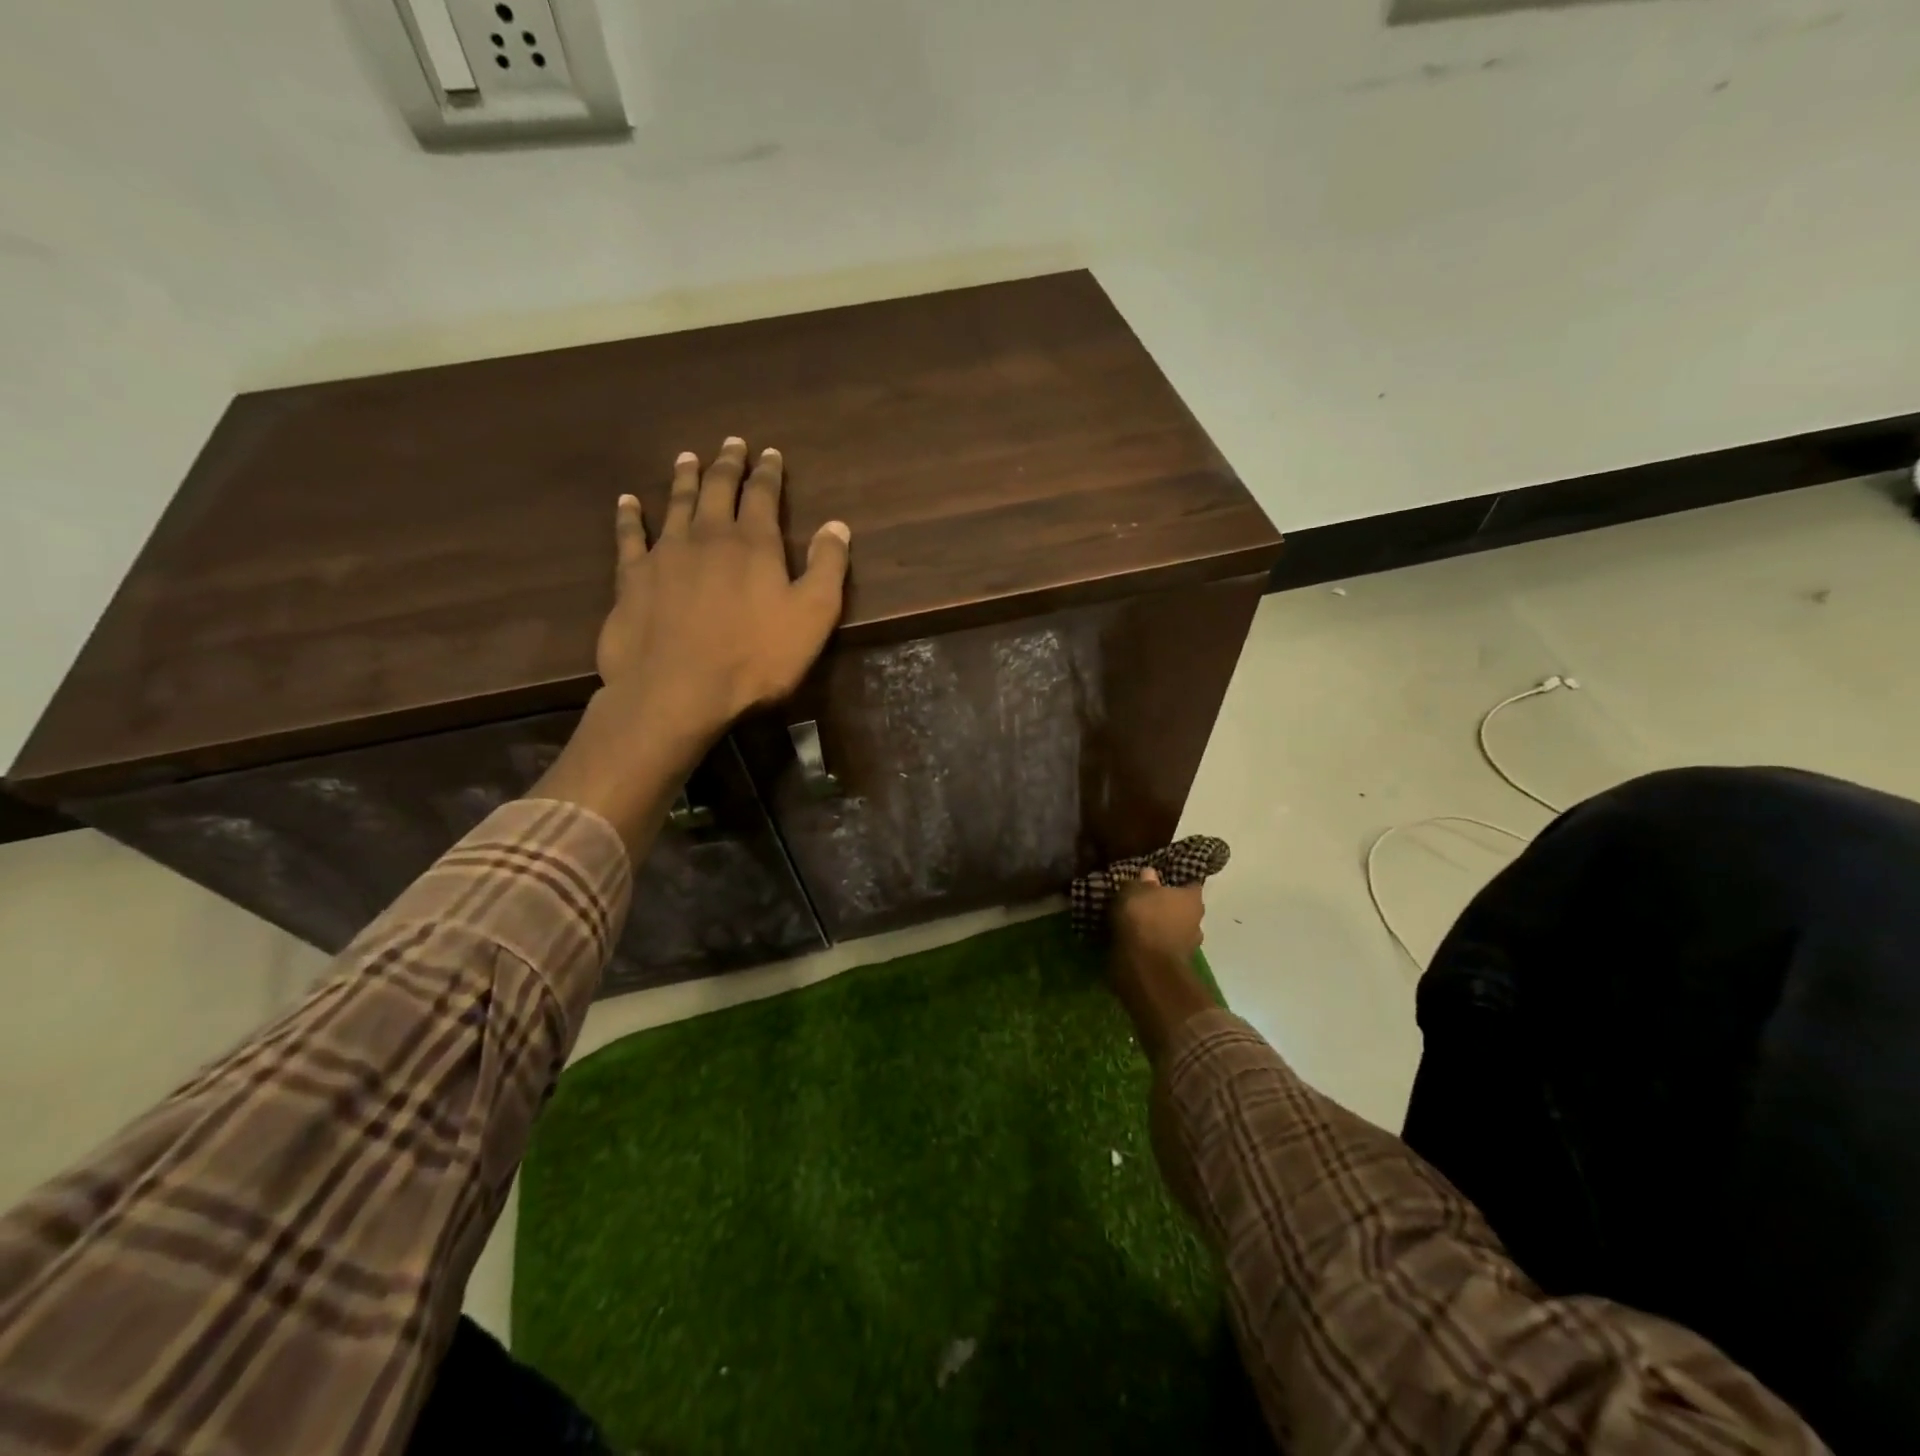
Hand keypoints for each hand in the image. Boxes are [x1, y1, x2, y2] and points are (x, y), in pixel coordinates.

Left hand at [597, 438, 850, 753]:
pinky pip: (630, 536)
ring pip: (676, 503)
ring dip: (684, 478)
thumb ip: (827, 568)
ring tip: (687, 458)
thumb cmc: (755, 658)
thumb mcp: (812, 617)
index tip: (769, 453)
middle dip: (727, 464)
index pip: (763, 495)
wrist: (677, 690)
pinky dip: (630, 516)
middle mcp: (708, 536)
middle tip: (731, 443)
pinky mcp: (633, 578)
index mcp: (754, 544)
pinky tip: (628, 501)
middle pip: (718, 489)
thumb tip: (837, 525)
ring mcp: (666, 553)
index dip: (768, 472)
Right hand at [1112, 868, 1205, 967]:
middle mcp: (1198, 920)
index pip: (1190, 883)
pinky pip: (1166, 946)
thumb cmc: (1143, 918)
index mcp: (1193, 898)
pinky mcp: (1177, 964)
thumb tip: (1150, 873)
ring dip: (1164, 927)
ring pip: (1176, 929)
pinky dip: (1157, 943)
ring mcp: (1190, 945)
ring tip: (1143, 923)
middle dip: (1170, 906)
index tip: (1162, 879)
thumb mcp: (1134, 890)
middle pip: (1184, 908)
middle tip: (1150, 901)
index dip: (1177, 881)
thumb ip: (1142, 882)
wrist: (1145, 966)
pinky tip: (1141, 940)